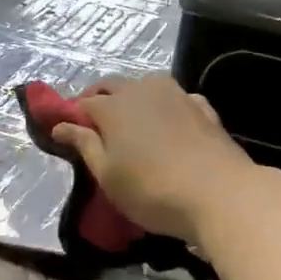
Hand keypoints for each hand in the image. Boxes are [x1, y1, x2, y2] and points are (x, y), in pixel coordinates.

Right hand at [51, 75, 259, 243]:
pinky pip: (175, 100)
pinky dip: (164, 108)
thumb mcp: (107, 175)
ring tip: (131, 124)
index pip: (83, 103)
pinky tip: (167, 125)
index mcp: (113, 106)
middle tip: (94, 125)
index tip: (66, 131)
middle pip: (113, 86)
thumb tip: (60, 125)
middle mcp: (143, 90)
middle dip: (99, 99)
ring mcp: (177, 95)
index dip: (72, 115)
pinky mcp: (203, 108)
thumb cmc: (152, 190)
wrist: (220, 194)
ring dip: (133, 99)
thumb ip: (84, 145)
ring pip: (146, 87)